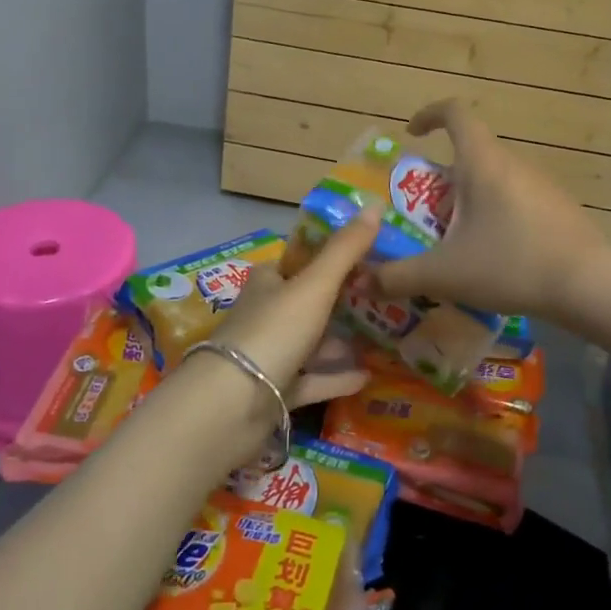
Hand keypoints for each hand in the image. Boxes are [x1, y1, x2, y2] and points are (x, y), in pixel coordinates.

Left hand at [207, 203, 380, 407]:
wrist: (229, 406)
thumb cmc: (272, 332)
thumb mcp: (314, 285)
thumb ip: (345, 249)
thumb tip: (375, 203)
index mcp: (267, 283)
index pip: (298, 263)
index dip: (328, 259)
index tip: (366, 259)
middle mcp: (265, 316)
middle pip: (305, 304)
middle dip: (339, 302)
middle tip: (381, 299)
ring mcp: (268, 356)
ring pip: (309, 344)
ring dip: (339, 342)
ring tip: (380, 338)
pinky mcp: (273, 393)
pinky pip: (311, 381)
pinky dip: (336, 377)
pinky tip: (367, 376)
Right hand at [367, 100, 610, 319]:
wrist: (589, 285)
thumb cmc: (510, 264)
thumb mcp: (444, 274)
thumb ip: (398, 276)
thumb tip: (362, 281)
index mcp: (483, 163)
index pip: (455, 112)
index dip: (429, 114)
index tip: (412, 135)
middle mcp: (513, 163)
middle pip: (470, 154)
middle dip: (442, 180)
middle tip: (426, 217)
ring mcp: (541, 184)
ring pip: (494, 179)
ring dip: (469, 201)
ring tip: (456, 244)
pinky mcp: (559, 207)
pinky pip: (516, 199)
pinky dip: (496, 216)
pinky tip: (495, 257)